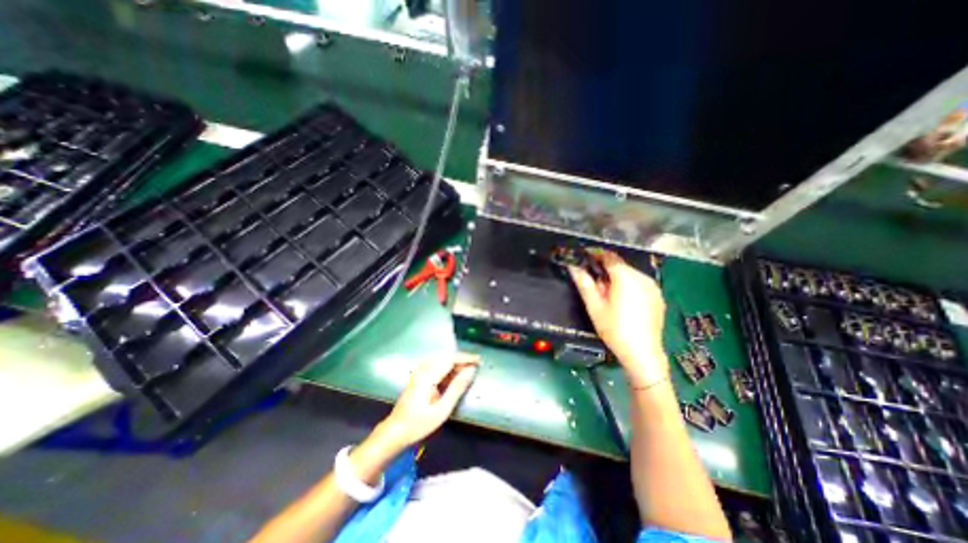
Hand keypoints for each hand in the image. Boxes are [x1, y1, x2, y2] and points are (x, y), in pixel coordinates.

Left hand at [379, 352, 480, 449]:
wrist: (395, 431)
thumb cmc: (419, 424)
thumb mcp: (442, 410)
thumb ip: (457, 388)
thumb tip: (471, 371)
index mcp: (428, 376)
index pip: (450, 359)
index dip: (466, 358)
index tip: (479, 360)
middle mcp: (422, 369)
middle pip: (446, 357)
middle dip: (461, 360)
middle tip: (475, 367)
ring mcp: (419, 371)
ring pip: (441, 359)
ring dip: (455, 363)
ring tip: (467, 371)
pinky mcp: (418, 375)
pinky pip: (436, 364)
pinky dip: (447, 367)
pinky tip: (453, 375)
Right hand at [569, 252, 671, 388]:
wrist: (643, 354)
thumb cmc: (615, 329)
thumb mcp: (595, 306)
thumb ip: (584, 283)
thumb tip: (573, 267)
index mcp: (626, 277)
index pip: (609, 257)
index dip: (596, 255)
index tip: (585, 258)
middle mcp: (642, 277)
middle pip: (620, 266)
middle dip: (606, 272)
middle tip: (595, 287)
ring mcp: (653, 287)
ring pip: (630, 275)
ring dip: (617, 279)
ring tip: (609, 298)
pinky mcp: (658, 297)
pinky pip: (640, 284)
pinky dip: (629, 287)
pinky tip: (624, 304)